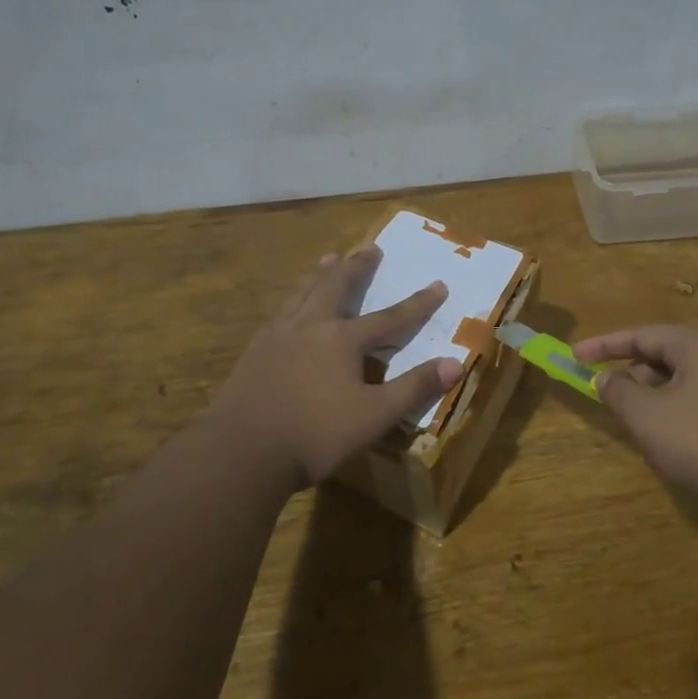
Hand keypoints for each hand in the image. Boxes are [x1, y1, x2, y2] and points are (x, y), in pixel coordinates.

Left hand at [208, 247, 462, 488]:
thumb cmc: (314, 435)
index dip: (418, 304)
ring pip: (304, 292)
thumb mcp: (374, 416)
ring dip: (321, 273)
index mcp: (343, 340)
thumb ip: (414, 388)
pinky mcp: (254, 351)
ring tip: (329, 257)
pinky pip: (280, 311)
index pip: (390, 318)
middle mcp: (311, 326)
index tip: (439, 284)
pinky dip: (294, 298)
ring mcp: (278, 335)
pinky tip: (289, 306)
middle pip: (338, 286)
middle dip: (358, 267)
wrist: (241, 450)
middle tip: (370, 248)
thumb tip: (456, 364)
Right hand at [571, 324, 697, 540]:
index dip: (604, 345)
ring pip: (689, 379)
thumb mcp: (650, 419)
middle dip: (633, 373)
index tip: (574, 356)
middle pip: (668, 354)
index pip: (643, 334)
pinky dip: (683, 409)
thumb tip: (605, 378)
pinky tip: (677, 442)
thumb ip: (619, 392)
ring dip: (657, 395)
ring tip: (638, 423)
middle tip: (607, 394)